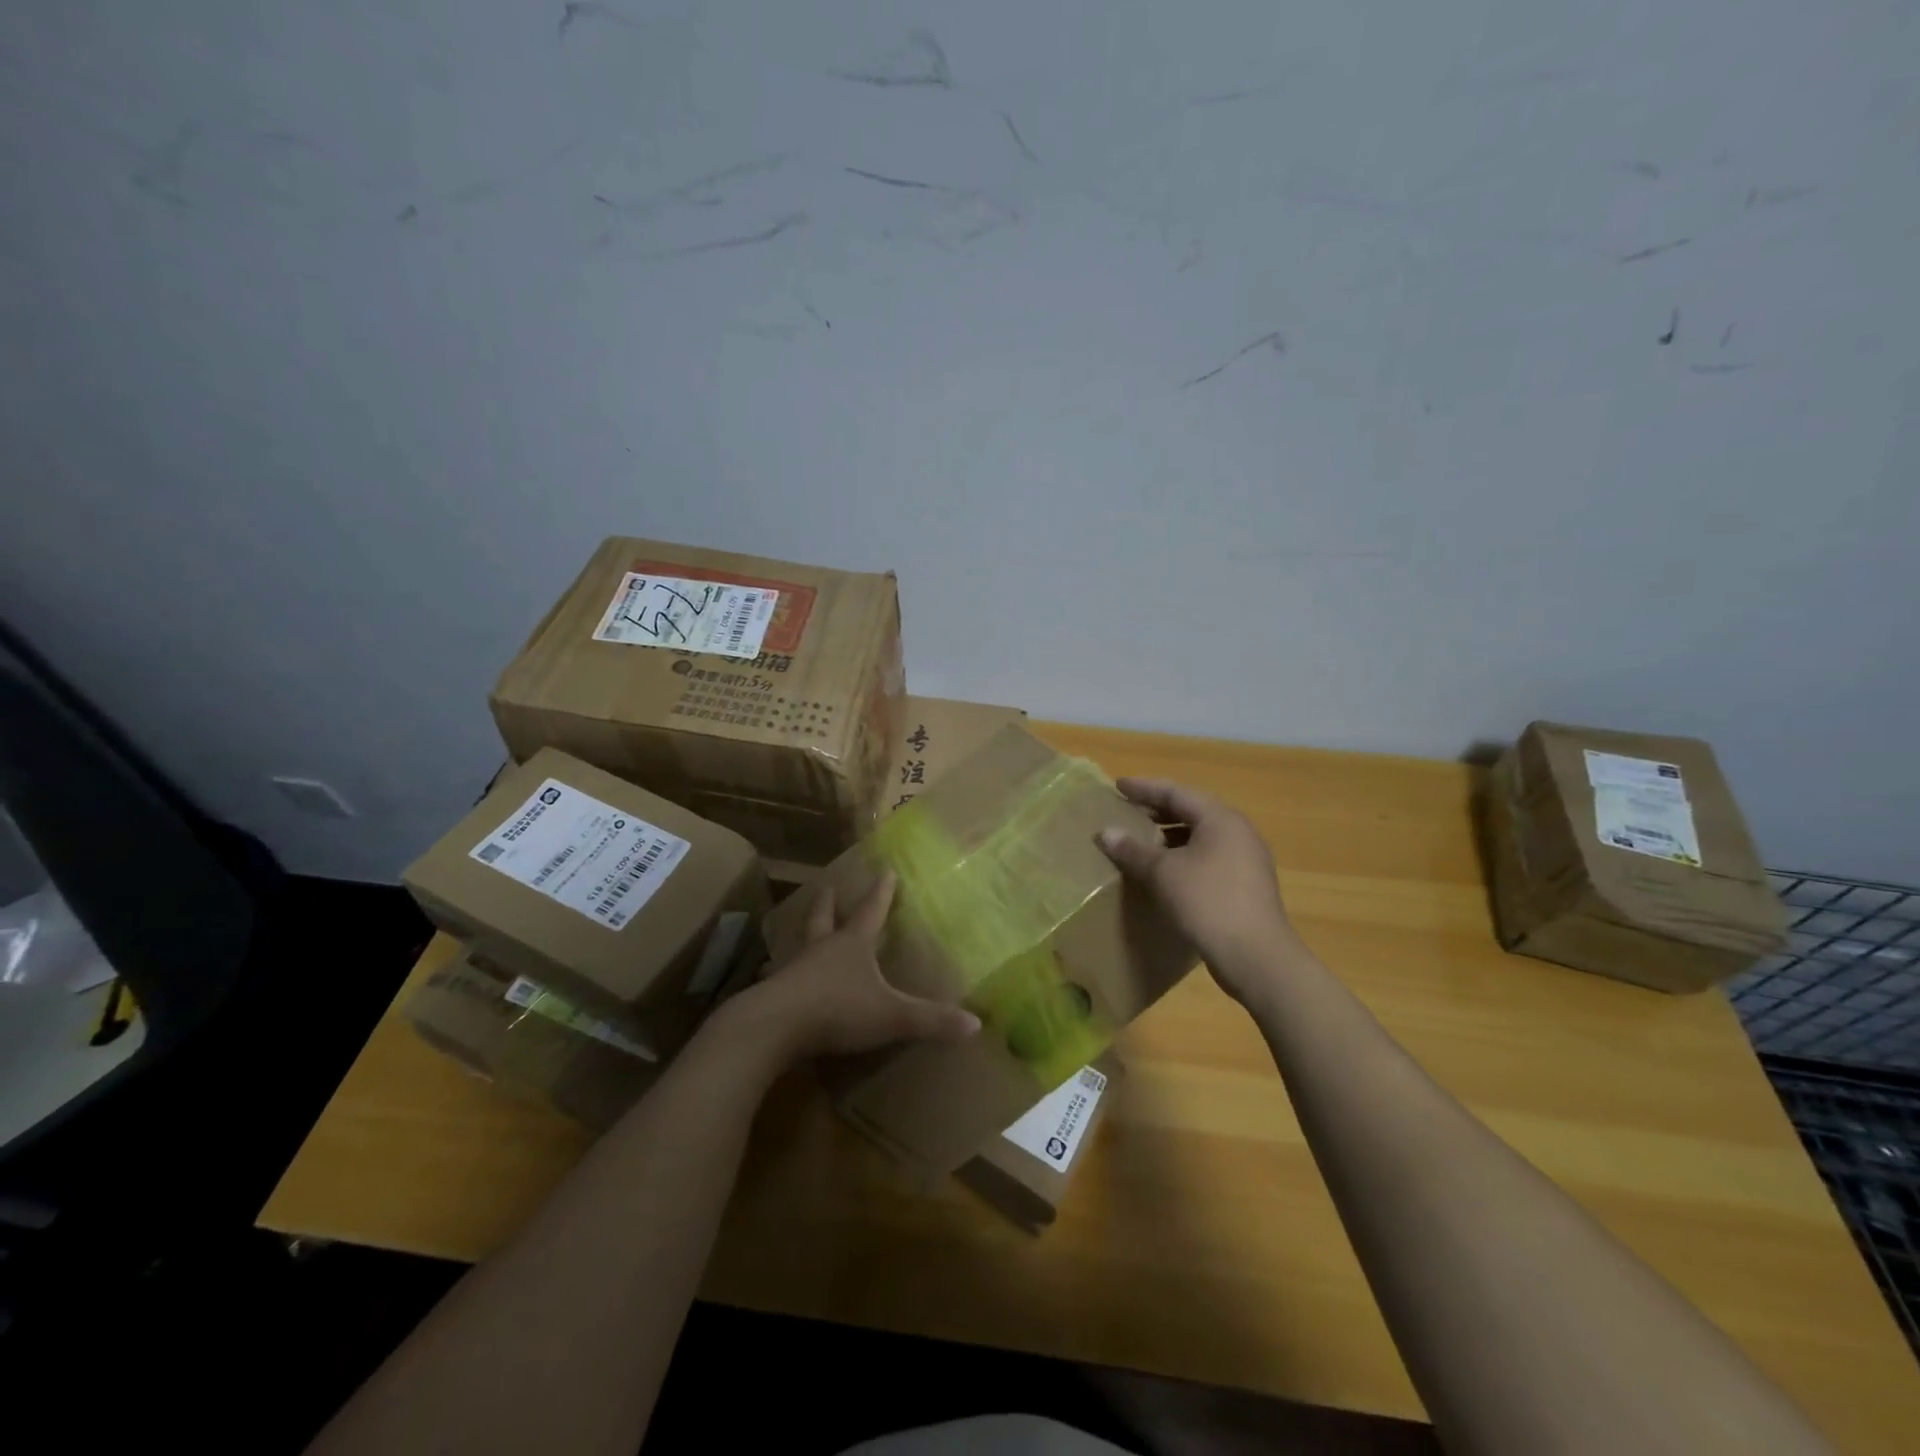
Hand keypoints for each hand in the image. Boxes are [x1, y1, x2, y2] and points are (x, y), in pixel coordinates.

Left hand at [737, 874, 979, 1062]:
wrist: (774, 1027)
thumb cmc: (838, 1010)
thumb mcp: (891, 1016)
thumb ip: (931, 1020)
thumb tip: (975, 1024)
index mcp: (852, 945)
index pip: (871, 911)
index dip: (881, 892)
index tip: (885, 870)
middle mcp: (821, 949)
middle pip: (825, 918)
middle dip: (830, 903)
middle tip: (829, 888)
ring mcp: (793, 969)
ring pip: (799, 944)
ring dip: (803, 935)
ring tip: (801, 931)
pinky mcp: (774, 993)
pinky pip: (779, 978)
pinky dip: (780, 974)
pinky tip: (774, 979)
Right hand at [1096, 777, 1304, 999]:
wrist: (1256, 957)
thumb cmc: (1207, 902)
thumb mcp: (1162, 873)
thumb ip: (1133, 850)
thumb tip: (1106, 833)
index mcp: (1220, 819)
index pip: (1176, 792)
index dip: (1144, 788)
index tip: (1118, 786)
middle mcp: (1238, 832)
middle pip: (1191, 811)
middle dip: (1157, 811)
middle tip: (1126, 811)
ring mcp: (1246, 859)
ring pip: (1200, 836)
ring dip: (1169, 836)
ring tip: (1141, 842)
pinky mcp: (1246, 885)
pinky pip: (1208, 858)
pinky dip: (1183, 856)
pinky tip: (1164, 872)